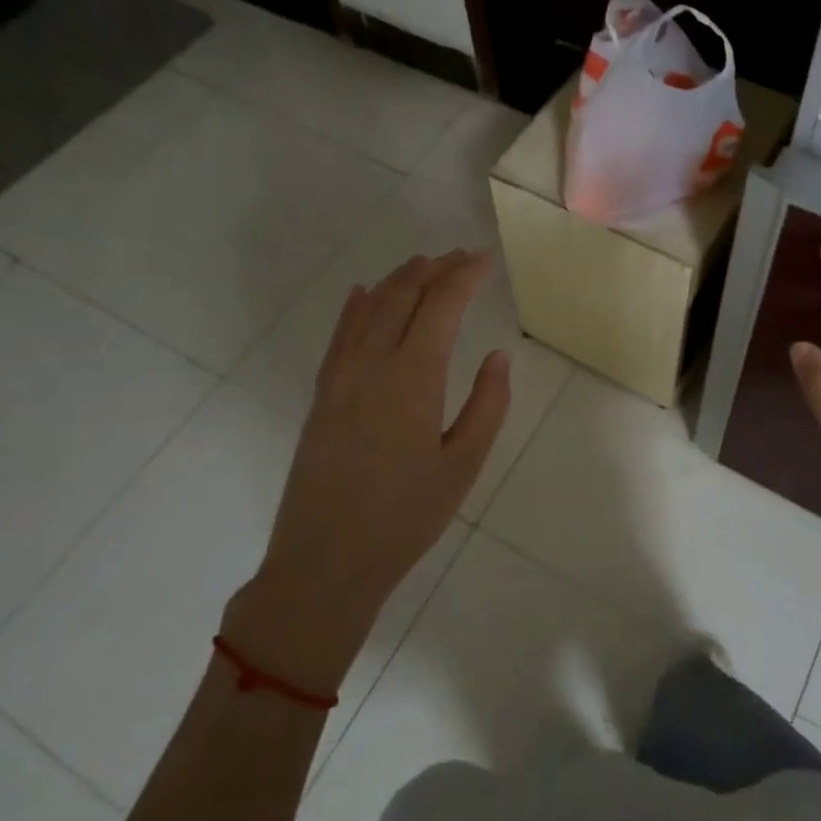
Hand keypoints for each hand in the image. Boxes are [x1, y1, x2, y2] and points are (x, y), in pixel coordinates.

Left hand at [222, 250, 511, 692]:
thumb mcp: (463, 465)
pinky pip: (339, 334)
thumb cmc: (405, 518)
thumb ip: (488, 404)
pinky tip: (363, 292)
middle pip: (404, 294)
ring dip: (399, 279)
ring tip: (425, 264)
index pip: (441, 304)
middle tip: (462, 257)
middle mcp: (372, 363)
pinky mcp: (321, 394)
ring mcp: (340, 376)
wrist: (325, 562)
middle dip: (435, 268)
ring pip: (369, 307)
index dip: (465, 275)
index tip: (486, 258)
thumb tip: (498, 354)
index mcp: (413, 377)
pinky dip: (355, 306)